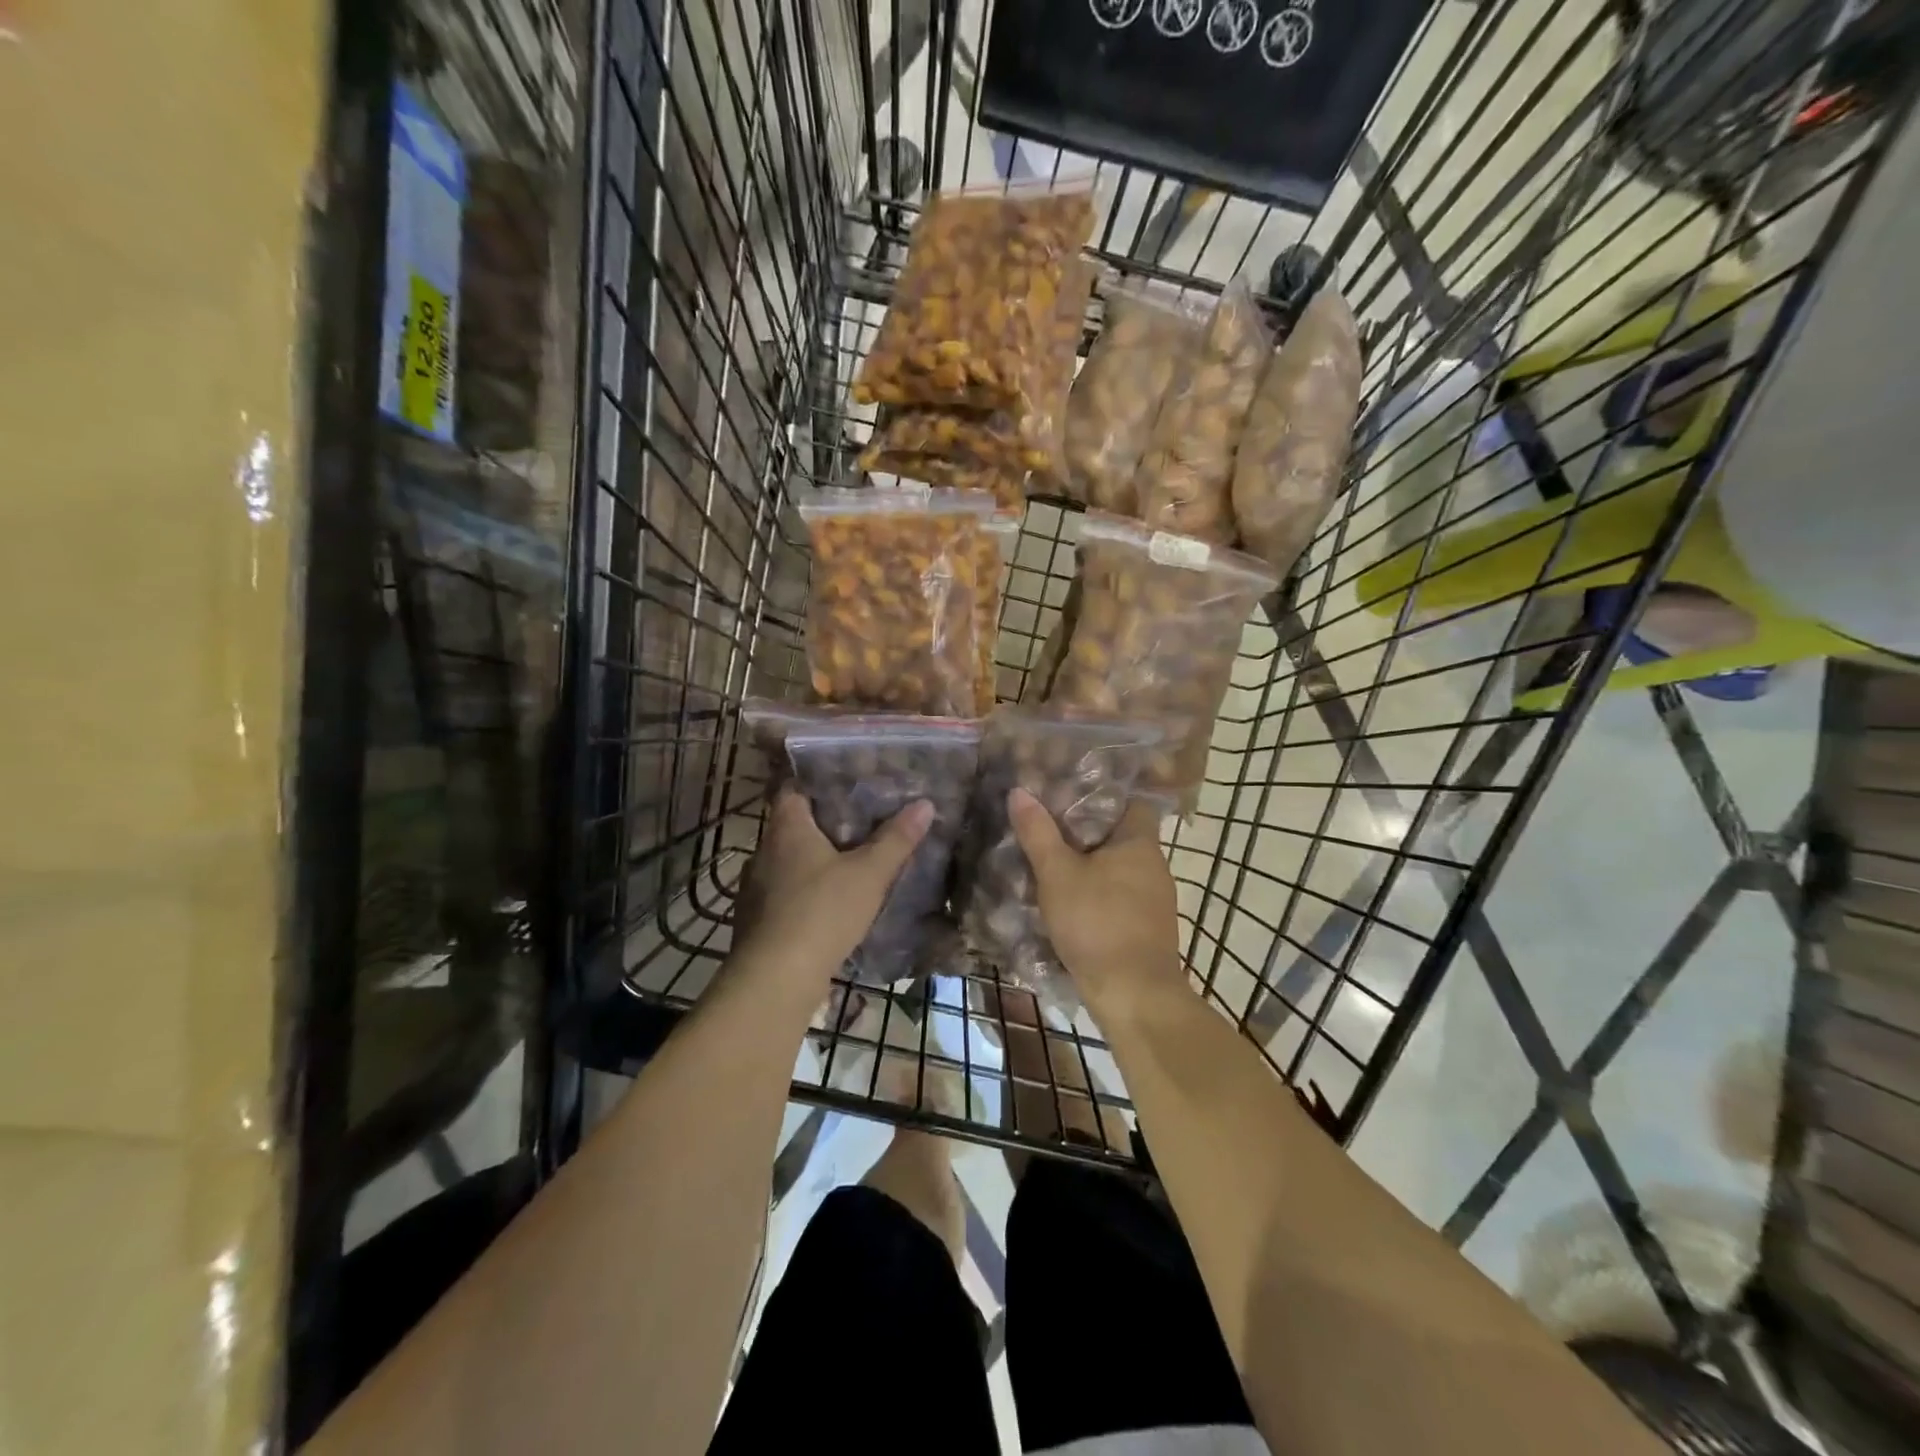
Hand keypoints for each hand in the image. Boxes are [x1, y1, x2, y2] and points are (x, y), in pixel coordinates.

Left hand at [731, 788, 931, 995]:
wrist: (775, 979)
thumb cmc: (822, 912)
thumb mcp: (869, 874)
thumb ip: (896, 839)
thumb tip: (924, 804)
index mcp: (786, 828)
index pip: (793, 789)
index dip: (817, 784)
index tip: (846, 786)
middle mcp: (763, 851)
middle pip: (792, 826)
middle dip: (823, 826)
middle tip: (860, 825)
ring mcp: (754, 888)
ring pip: (787, 863)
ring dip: (812, 863)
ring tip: (848, 866)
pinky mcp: (754, 921)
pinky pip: (783, 895)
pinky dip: (803, 894)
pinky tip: (827, 907)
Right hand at [1008, 789, 1185, 1017]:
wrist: (1134, 994)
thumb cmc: (1096, 922)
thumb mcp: (1057, 874)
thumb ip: (1038, 833)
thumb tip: (1019, 792)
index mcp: (1140, 842)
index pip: (1130, 802)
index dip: (1101, 796)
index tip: (1069, 796)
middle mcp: (1155, 866)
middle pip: (1121, 836)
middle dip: (1088, 833)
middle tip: (1049, 828)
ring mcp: (1156, 900)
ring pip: (1119, 869)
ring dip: (1092, 867)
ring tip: (1054, 864)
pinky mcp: (1148, 929)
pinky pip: (1121, 898)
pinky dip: (1099, 895)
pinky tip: (1073, 904)